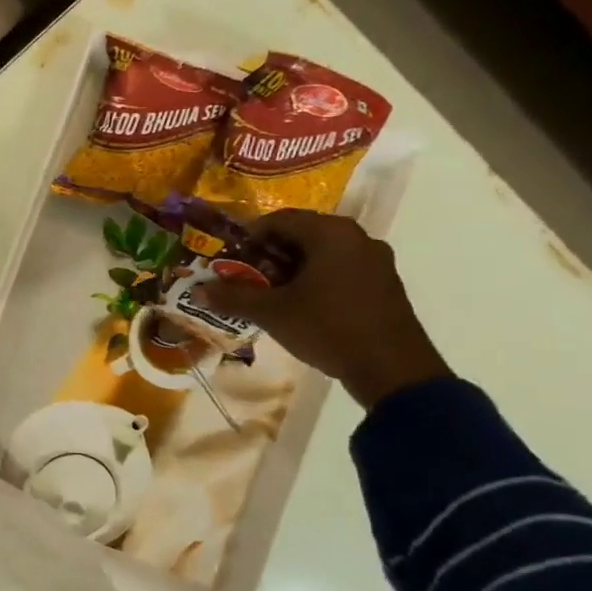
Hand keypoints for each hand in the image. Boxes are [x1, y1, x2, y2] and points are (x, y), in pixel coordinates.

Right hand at [192, 210, 451, 406]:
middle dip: (267, 254)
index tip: (228, 257)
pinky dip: (314, 279)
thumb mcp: (273, 313)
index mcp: (331, 233)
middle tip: (243, 275)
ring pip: (321, 254)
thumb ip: (233, 297)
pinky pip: (340, 269)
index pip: (279, 220)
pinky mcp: (383, 284)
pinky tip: (298, 304)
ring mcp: (375, 261)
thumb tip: (198, 290)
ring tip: (266, 292)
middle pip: (301, 235)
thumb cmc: (328, 328)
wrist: (393, 371)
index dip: (248, 236)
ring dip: (290, 268)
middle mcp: (356, 238)